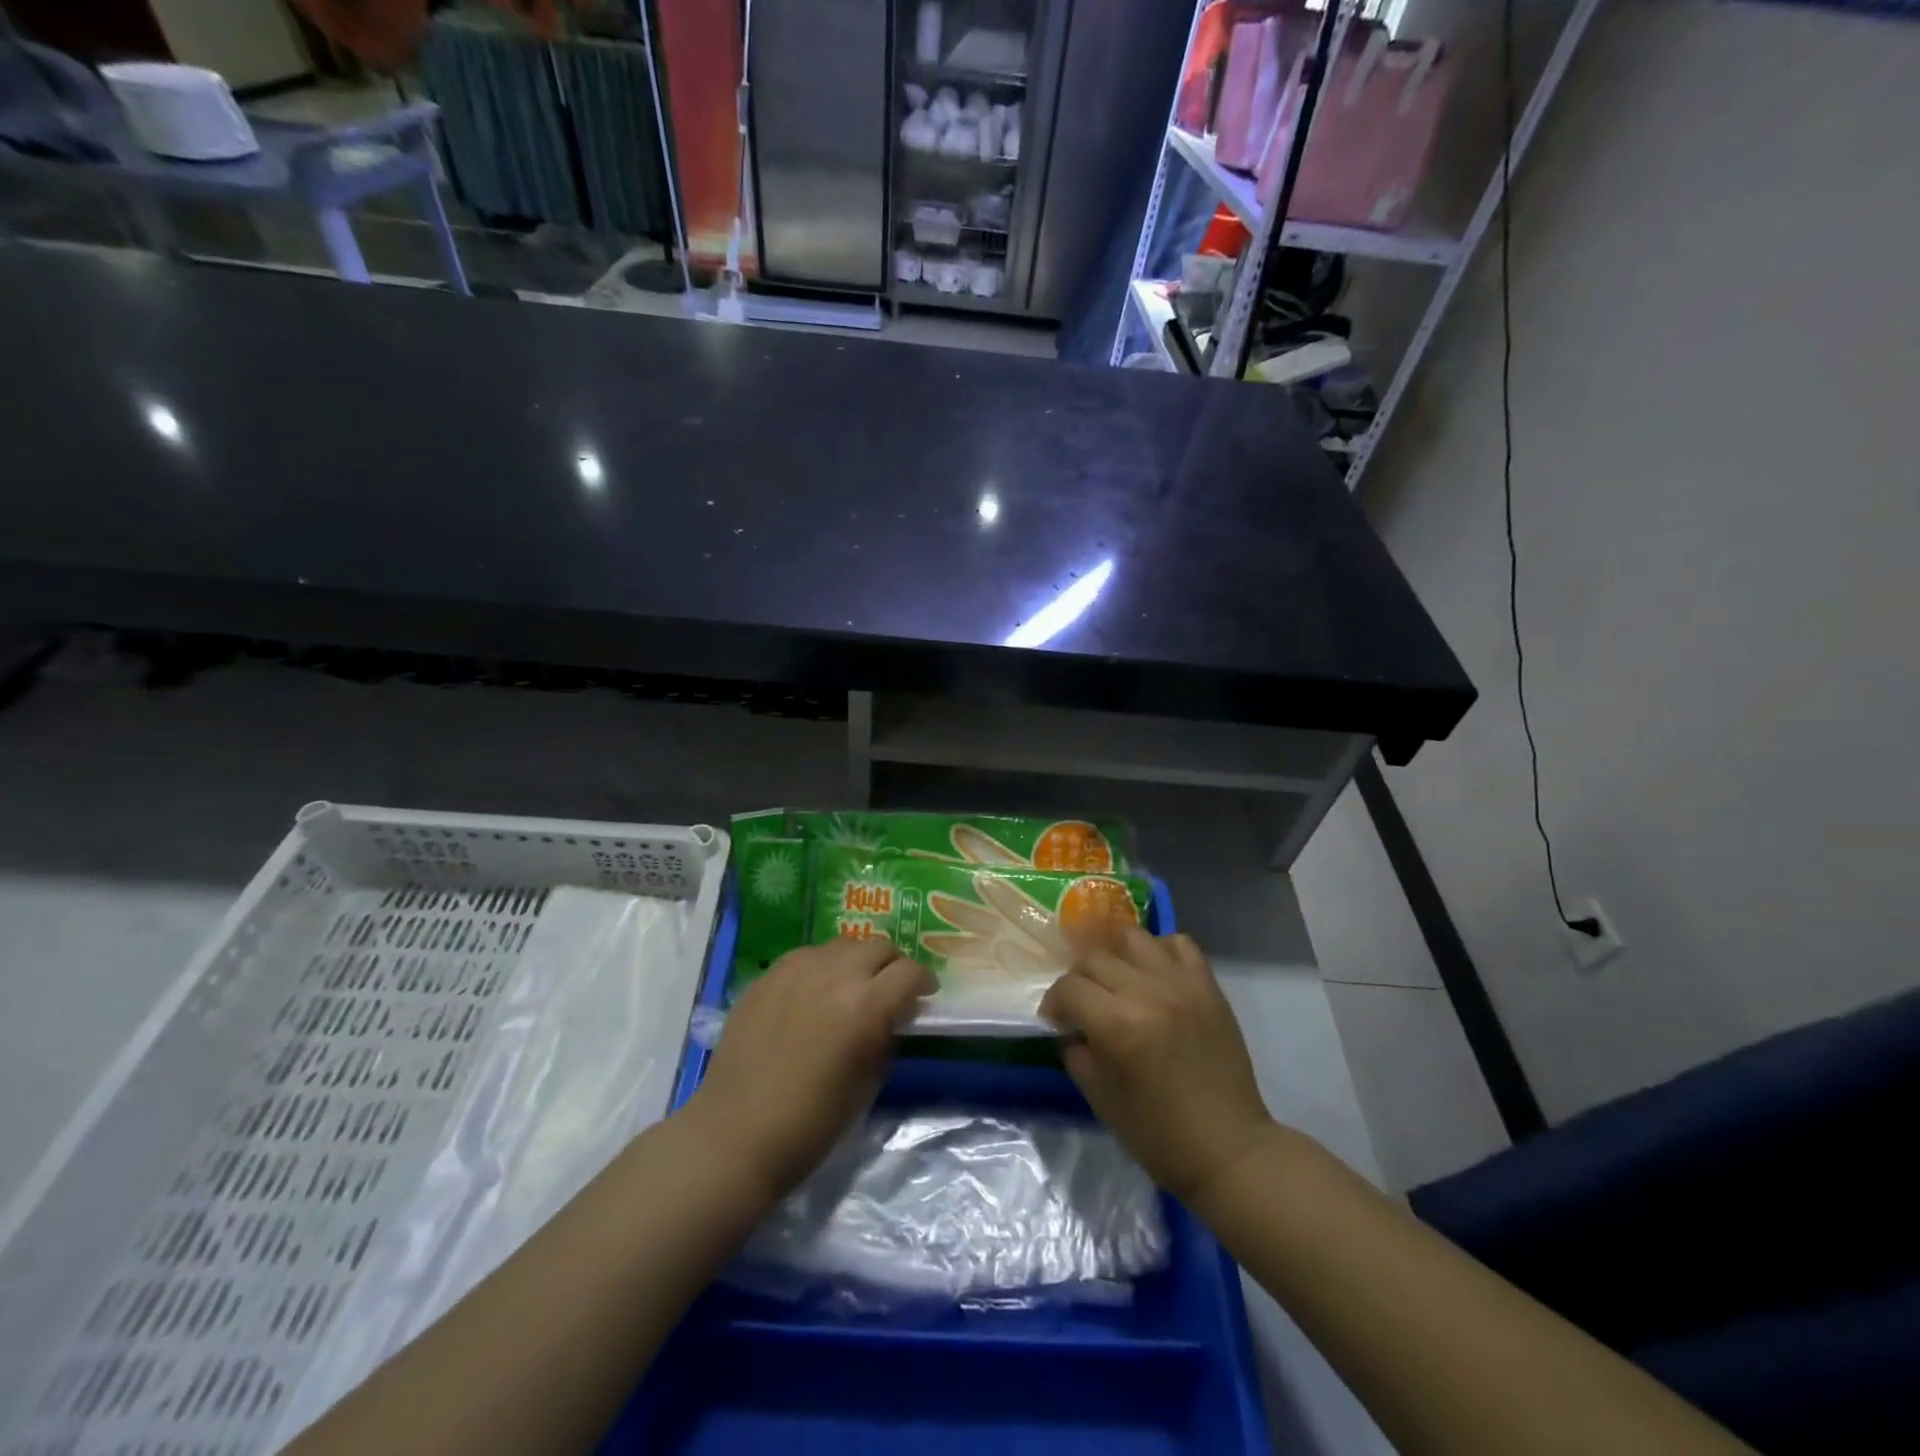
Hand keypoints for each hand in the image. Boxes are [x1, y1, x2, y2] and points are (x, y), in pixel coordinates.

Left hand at [688, 938, 934, 1199]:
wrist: (736, 1135)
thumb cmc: (812, 1123)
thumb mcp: (868, 1084)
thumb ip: (887, 1039)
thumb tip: (894, 1018)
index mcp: (867, 1005)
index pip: (911, 972)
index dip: (923, 983)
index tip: (922, 998)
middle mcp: (835, 974)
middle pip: (879, 945)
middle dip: (892, 965)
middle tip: (889, 990)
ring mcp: (797, 969)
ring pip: (842, 944)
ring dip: (856, 961)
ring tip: (849, 987)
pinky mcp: (768, 975)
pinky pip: (806, 956)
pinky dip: (821, 966)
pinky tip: (813, 993)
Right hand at [1040, 926, 1277, 1205]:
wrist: (1227, 1148)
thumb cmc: (1157, 1133)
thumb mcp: (1099, 1096)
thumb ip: (1076, 1050)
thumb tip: (1070, 1025)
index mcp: (1116, 1024)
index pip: (1068, 988)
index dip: (1054, 1004)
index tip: (1056, 1021)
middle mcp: (1147, 991)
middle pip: (1094, 958)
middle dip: (1079, 980)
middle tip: (1083, 1004)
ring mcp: (1181, 983)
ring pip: (1132, 938)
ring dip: (1115, 958)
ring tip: (1117, 982)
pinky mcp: (1207, 984)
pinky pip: (1178, 943)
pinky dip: (1159, 951)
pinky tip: (1153, 975)